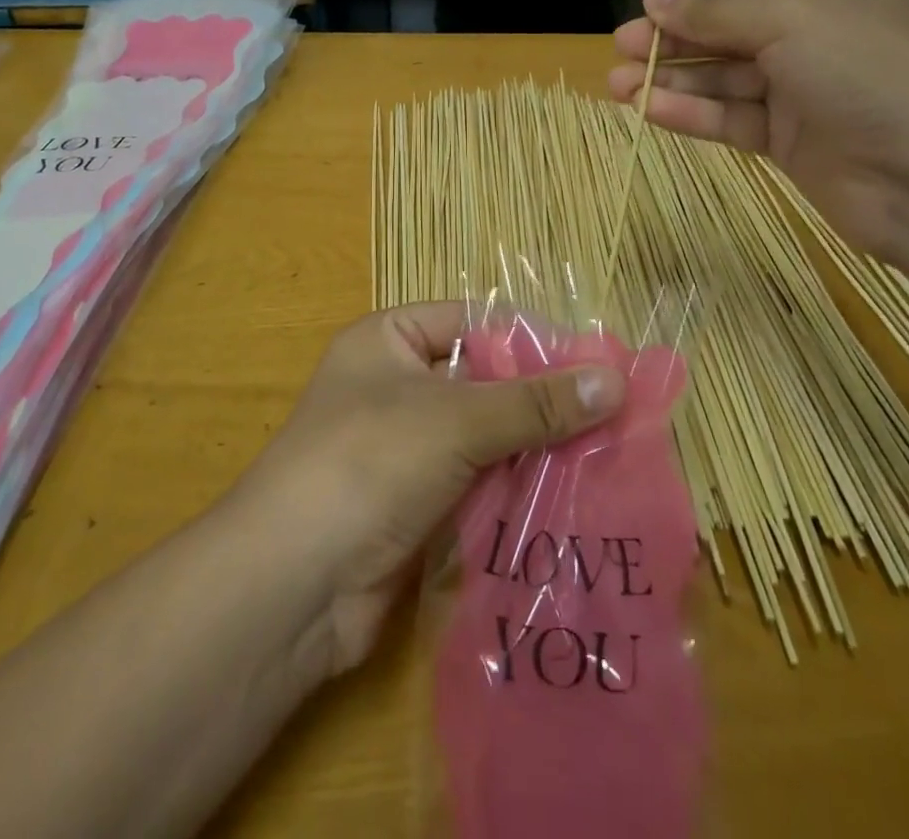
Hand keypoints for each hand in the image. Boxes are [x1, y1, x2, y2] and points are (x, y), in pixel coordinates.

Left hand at [237, 304, 623, 675]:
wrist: (293, 585)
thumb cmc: (368, 463)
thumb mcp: (456, 419)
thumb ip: (535, 402)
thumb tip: (615, 379)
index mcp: (389, 340)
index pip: (472, 322)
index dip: (530, 340)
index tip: (596, 364)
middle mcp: (395, 386)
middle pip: (482, 381)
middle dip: (541, 401)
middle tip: (614, 416)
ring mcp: (404, 448)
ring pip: (484, 437)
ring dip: (535, 450)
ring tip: (608, 457)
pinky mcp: (416, 504)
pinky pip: (477, 484)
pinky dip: (515, 489)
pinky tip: (572, 498)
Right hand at [610, 0, 908, 262]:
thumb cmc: (871, 74)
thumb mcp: (792, 20)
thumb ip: (717, 9)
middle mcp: (817, 34)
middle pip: (729, 26)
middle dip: (674, 32)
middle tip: (622, 41)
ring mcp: (803, 90)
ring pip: (723, 76)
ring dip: (671, 76)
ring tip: (616, 81)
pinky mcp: (790, 141)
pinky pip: (730, 118)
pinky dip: (691, 112)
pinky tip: (647, 108)